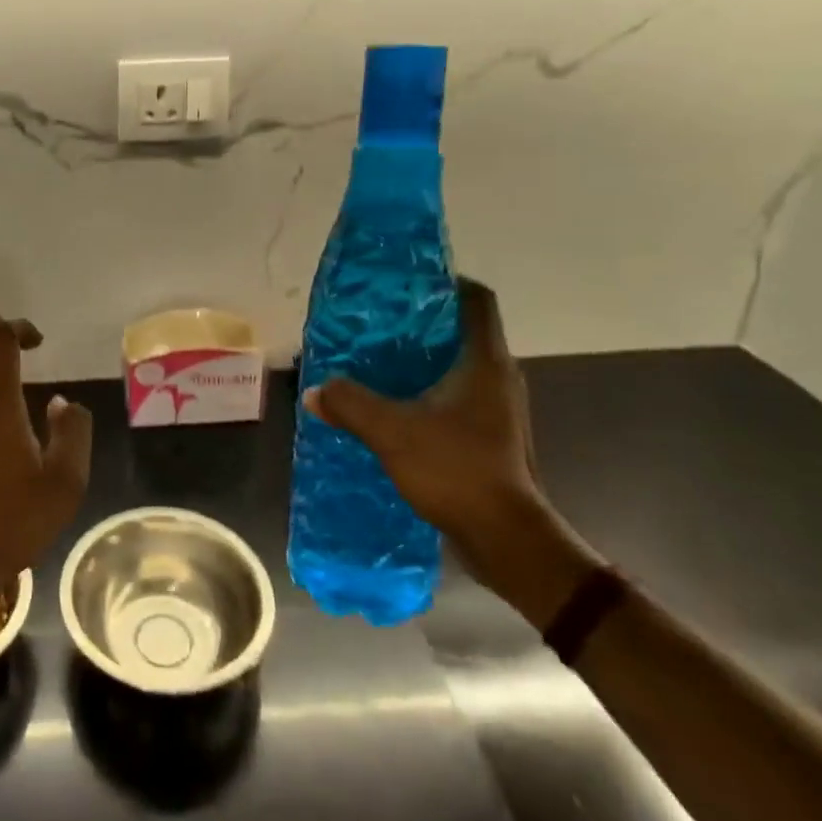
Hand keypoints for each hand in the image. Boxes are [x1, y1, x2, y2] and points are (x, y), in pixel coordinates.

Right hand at [304, 279, 587, 608]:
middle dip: (420, 321)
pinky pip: (455, 396)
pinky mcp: (490, 435)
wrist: (507, 539)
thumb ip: (350, 404)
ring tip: (376, 360)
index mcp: (484, 362)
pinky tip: (393, 404)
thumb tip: (315, 390)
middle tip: (376, 321)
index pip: (476, 300)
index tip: (406, 282)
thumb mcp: (392, 432)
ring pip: (457, 365)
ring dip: (421, 359)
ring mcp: (497, 408)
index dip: (445, 281)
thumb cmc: (457, 470)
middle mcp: (498, 377)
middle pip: (461, 330)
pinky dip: (425, 390)